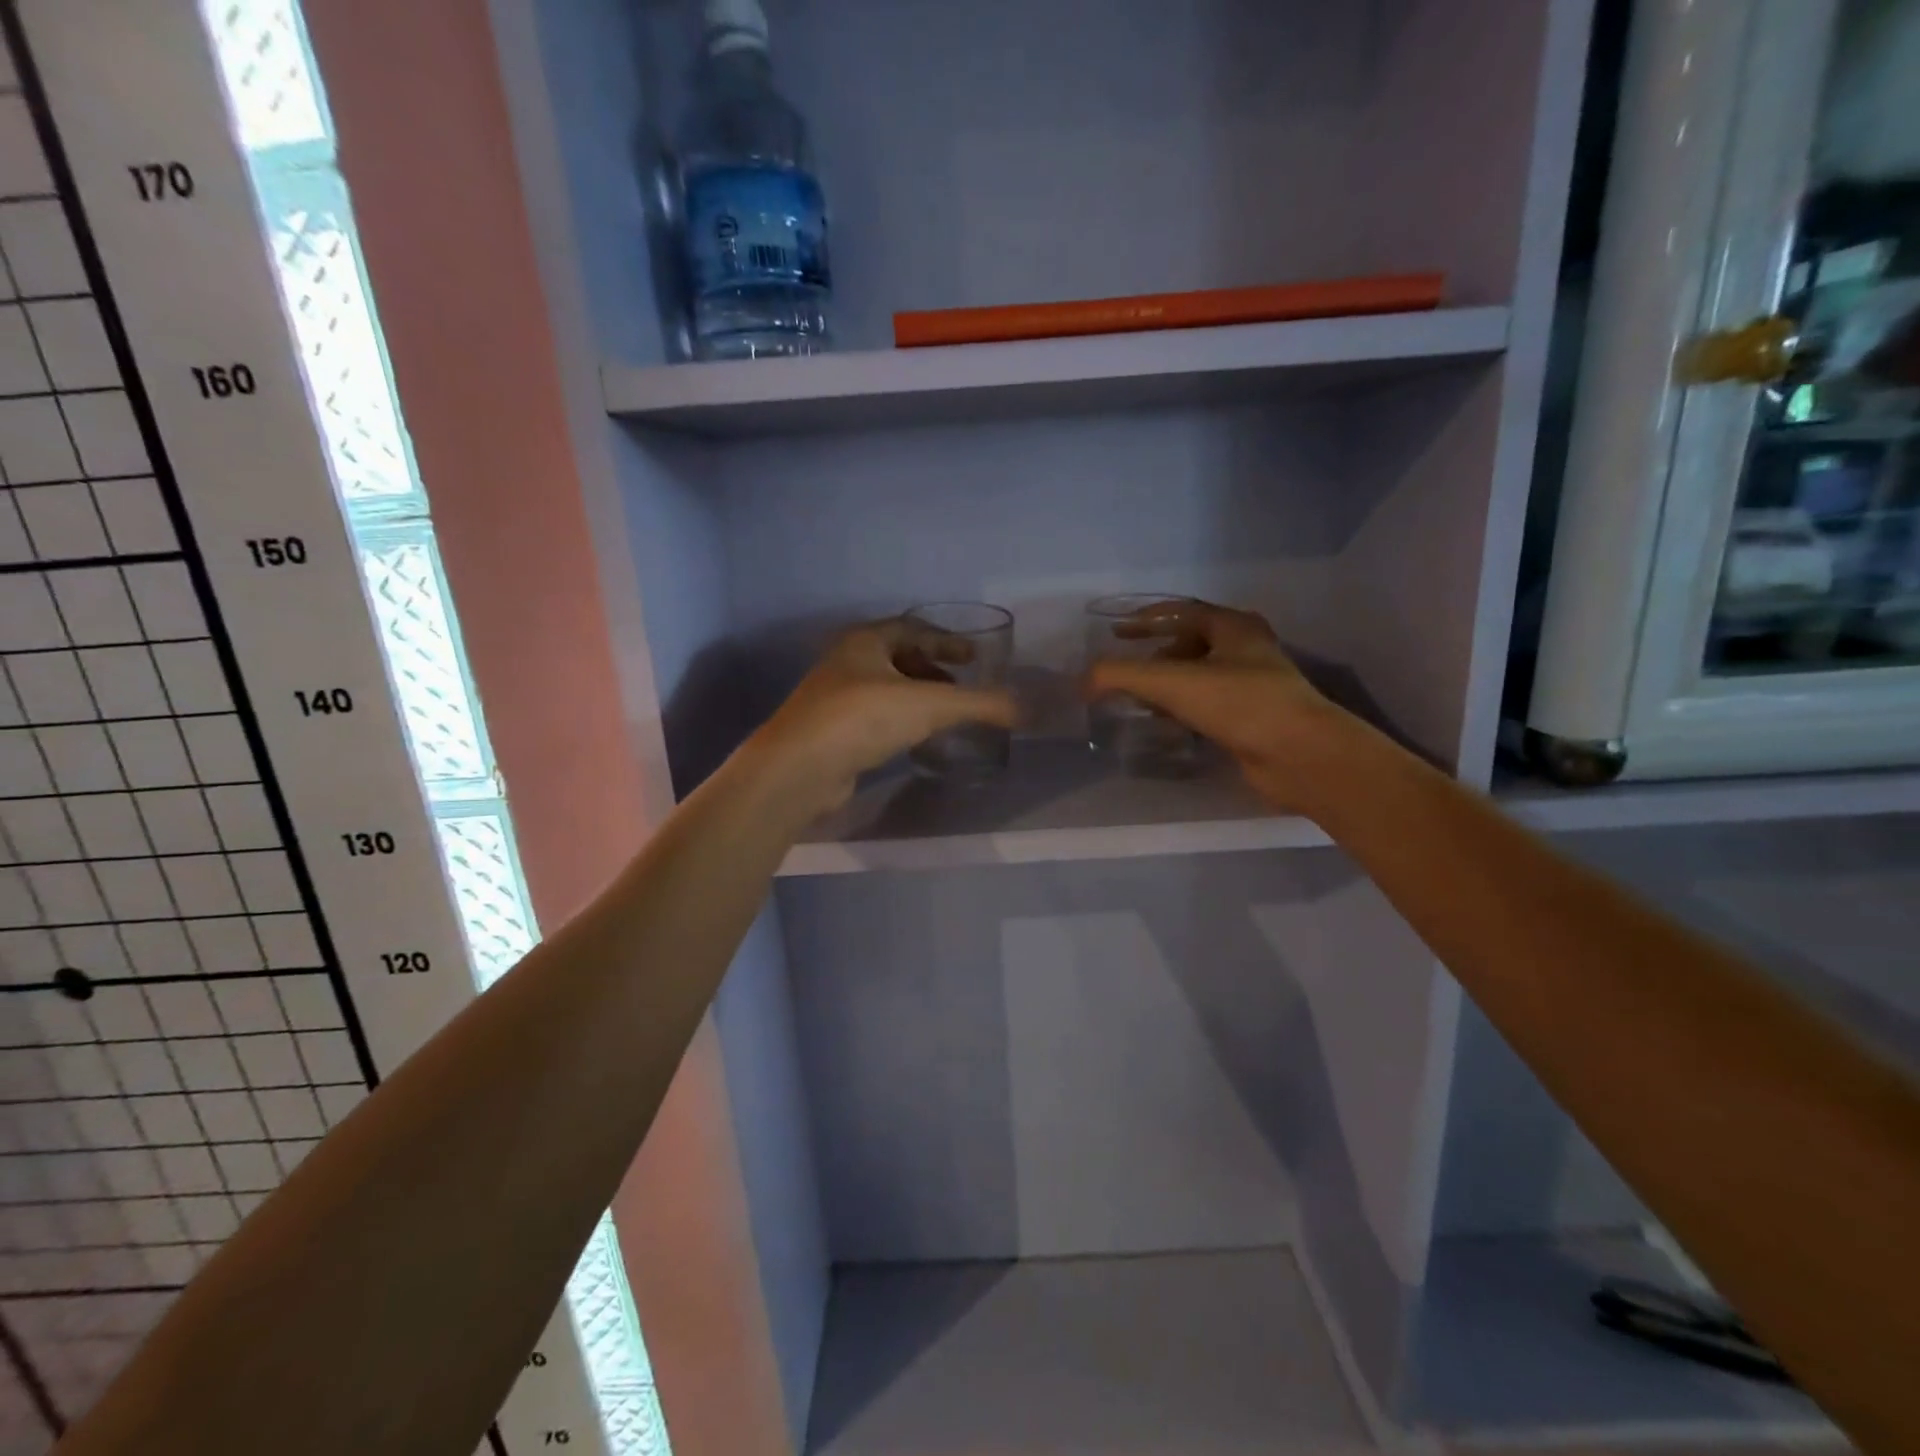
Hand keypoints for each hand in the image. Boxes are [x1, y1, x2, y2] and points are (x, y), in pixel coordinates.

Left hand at [752, 619, 1017, 813]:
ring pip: (884, 688)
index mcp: (864, 641)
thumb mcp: (930, 705)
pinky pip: (873, 717)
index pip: (911, 628)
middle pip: (896, 657)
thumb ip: (980, 704)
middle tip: (960, 685)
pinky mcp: (830, 733)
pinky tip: (916, 740)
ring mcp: (833, 699)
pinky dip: (900, 721)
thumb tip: (1028, 709)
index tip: (973, 656)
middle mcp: (845, 662)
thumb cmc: (863, 718)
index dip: (946, 640)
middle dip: (931, 668)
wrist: (799, 769)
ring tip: (944, 714)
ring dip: (916, 696)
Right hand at [1083, 600, 1354, 810]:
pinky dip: (1184, 708)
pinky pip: (1210, 704)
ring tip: (1140, 698)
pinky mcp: (1253, 719)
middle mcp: (1247, 650)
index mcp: (1234, 627)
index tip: (1117, 632)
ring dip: (1169, 683)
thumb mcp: (1171, 682)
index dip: (1146, 620)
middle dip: (1157, 653)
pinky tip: (1167, 723)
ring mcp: (1254, 686)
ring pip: (1201, 675)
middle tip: (1128, 668)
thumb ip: (1121, 676)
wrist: (1299, 755)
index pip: (1183, 612)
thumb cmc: (1239, 704)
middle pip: (1193, 642)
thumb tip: (1083, 681)